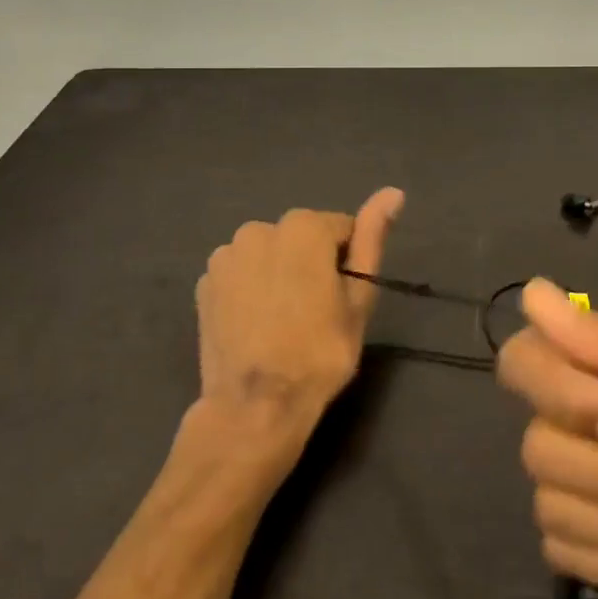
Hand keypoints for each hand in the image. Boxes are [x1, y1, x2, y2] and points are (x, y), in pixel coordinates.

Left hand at [194, 188, 404, 442]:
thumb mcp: (359, 297)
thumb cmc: (320, 352)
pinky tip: (254, 324)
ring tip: (282, 321)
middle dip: (309, 264)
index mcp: (304, 227)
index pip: (340, 230)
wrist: (255, 406)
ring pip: (266, 254)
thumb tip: (393, 192)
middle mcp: (260, 229)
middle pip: (299, 239)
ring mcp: (226, 255)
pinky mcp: (204, 283)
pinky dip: (248, 289)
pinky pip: (238, 274)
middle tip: (315, 314)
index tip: (341, 299)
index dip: (346, 264)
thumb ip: (372, 238)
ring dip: (276, 273)